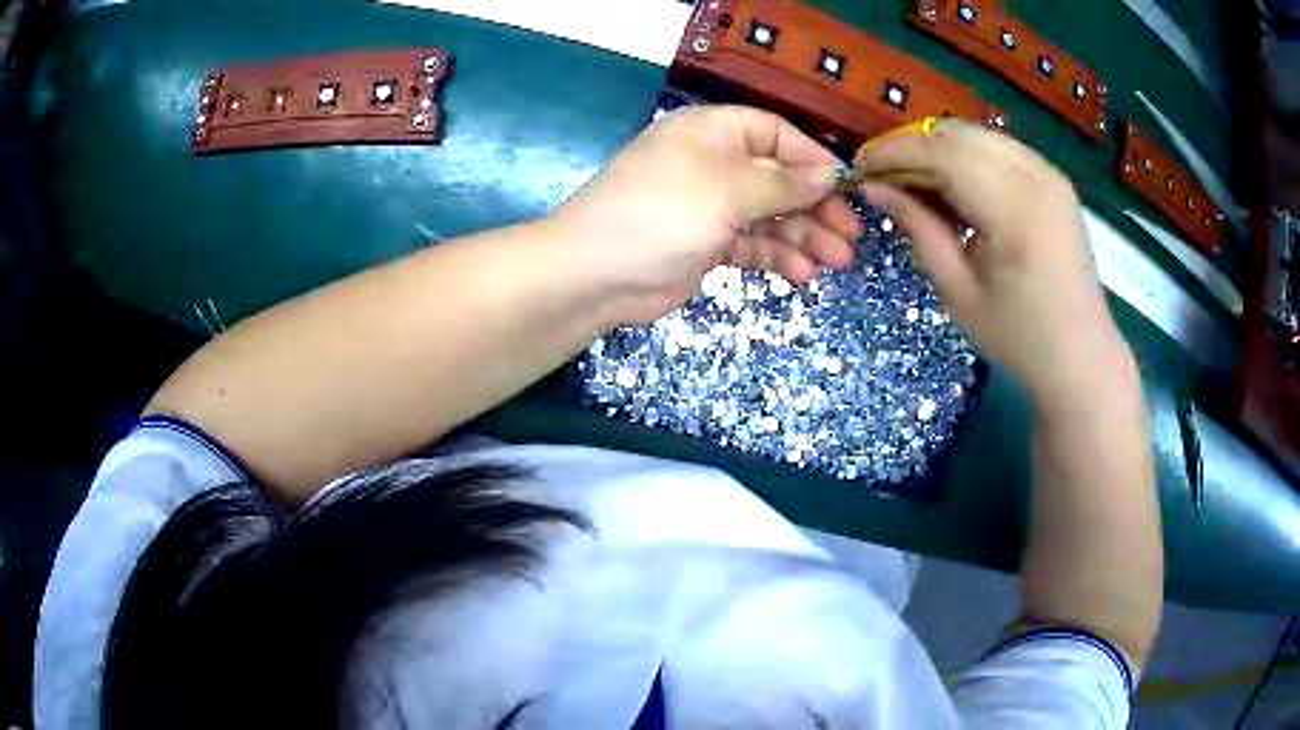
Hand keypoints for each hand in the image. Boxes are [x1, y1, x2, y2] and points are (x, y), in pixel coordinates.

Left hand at [550, 106, 860, 324]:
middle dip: (816, 206)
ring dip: (804, 236)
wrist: (594, 275)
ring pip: (768, 215)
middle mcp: (713, 163)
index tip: (845, 186)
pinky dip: (776, 257)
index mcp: (712, 133)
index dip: (811, 158)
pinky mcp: (705, 244)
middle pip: (777, 178)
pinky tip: (802, 275)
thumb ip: (781, 183)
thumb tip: (828, 173)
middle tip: (851, 235)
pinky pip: (751, 244)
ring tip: (838, 262)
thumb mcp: (726, 191)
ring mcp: (709, 206)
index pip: (774, 133)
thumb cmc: (661, 214)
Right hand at [854, 119, 1132, 404]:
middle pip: (958, 135)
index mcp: (1014, 208)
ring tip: (913, 183)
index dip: (894, 153)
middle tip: (883, 177)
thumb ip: (918, 229)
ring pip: (977, 136)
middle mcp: (1036, 175)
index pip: (941, 152)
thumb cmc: (1020, 338)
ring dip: (939, 150)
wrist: (1082, 357)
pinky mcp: (1054, 180)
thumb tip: (874, 189)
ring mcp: (1049, 173)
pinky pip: (999, 150)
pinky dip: (967, 158)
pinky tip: (953, 188)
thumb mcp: (959, 292)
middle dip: (912, 147)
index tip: (859, 168)